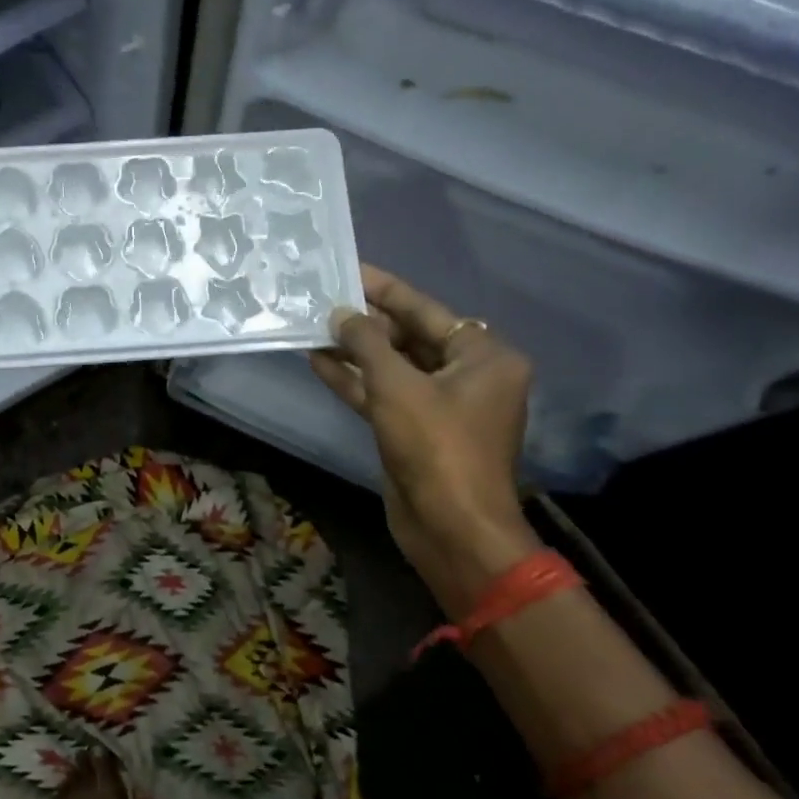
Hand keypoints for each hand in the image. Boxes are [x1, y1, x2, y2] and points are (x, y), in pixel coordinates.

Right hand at [312, 264, 539, 607]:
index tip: (351, 271)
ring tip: (314, 327)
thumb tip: (341, 314)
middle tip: (325, 298)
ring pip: (393, 368)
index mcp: (484, 357)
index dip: (386, 290)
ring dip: (355, 352)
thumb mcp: (396, 386)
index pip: (427, 311)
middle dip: (367, 322)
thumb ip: (366, 343)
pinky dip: (356, 381)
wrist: (451, 527)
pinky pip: (385, 395)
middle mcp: (468, 376)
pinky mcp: (417, 431)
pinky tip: (319, 363)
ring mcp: (442, 406)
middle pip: (410, 337)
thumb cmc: (436, 446)